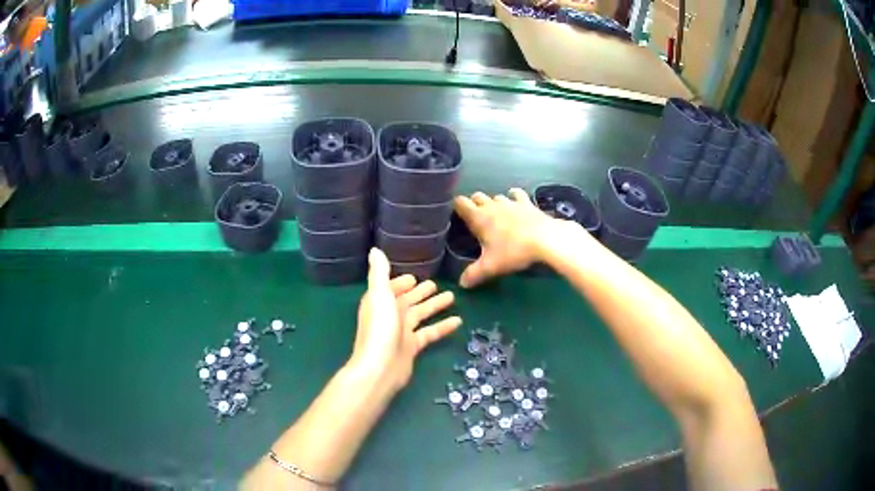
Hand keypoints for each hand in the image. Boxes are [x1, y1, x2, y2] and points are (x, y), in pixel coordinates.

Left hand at [349, 249, 461, 391]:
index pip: (390, 288)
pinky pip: (429, 332)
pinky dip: (442, 326)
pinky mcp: (413, 347)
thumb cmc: (380, 328)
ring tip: (451, 296)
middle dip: (419, 293)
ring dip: (434, 306)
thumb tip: (375, 250)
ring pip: (420, 315)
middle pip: (407, 301)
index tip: (414, 277)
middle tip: (435, 285)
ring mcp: (401, 332)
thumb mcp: (380, 295)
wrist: (380, 367)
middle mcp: (389, 315)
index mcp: (379, 302)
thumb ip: (379, 272)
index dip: (400, 282)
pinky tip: (458, 320)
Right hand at [454, 189, 585, 287]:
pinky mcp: (527, 203)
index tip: (456, 214)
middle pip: (477, 196)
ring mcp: (510, 202)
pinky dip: (514, 197)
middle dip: (475, 204)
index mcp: (479, 218)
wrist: (545, 239)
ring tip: (496, 214)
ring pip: (496, 196)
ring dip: (494, 202)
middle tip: (476, 218)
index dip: (456, 206)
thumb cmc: (513, 251)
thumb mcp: (491, 267)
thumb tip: (461, 284)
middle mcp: (492, 205)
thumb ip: (474, 274)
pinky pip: (517, 194)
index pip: (460, 203)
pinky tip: (516, 203)